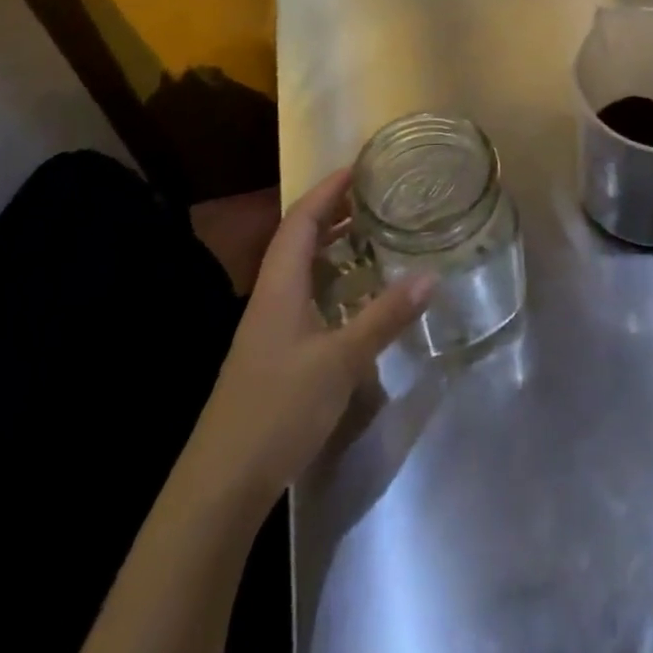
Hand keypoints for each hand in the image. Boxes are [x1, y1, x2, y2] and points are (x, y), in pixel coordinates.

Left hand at [197, 169, 432, 503]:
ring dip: (331, 245)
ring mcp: (268, 327)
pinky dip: (330, 280)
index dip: (327, 190)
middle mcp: (270, 297)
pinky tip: (353, 294)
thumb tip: (430, 275)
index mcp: (279, 286)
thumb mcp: (341, 361)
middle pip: (298, 239)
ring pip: (300, 269)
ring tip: (369, 234)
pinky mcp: (274, 353)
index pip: (301, 221)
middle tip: (374, 196)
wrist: (222, 484)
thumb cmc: (278, 409)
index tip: (359, 167)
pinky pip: (304, 296)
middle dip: (332, 211)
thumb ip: (384, 316)